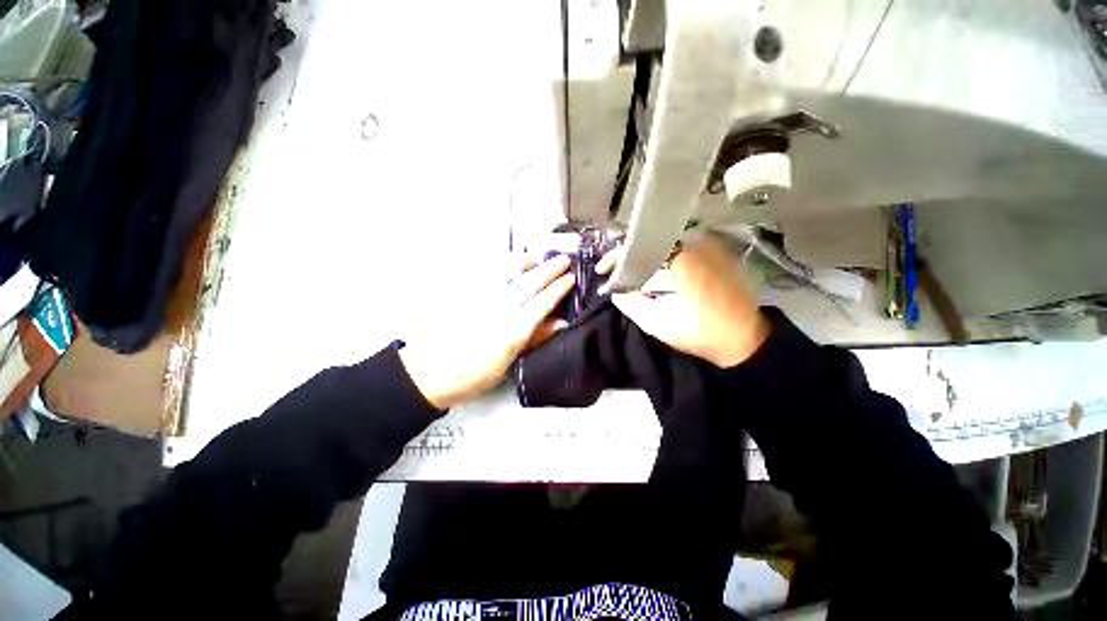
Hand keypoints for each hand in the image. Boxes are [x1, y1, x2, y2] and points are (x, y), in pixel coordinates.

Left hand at [399, 255, 575, 409]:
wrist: (431, 372)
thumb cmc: (474, 373)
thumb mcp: (509, 363)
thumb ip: (534, 338)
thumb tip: (561, 322)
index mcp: (513, 330)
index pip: (542, 302)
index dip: (559, 288)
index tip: (571, 278)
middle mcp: (499, 309)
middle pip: (529, 283)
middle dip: (549, 269)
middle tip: (563, 260)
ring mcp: (481, 298)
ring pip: (508, 272)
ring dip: (526, 262)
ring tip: (537, 258)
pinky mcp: (465, 293)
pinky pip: (487, 272)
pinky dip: (502, 264)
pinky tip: (509, 263)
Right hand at [597, 234, 769, 367]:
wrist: (745, 339)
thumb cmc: (699, 331)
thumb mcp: (657, 323)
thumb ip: (631, 303)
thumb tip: (616, 290)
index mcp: (680, 258)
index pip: (638, 246)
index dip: (615, 257)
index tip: (603, 270)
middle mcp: (695, 244)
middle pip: (651, 241)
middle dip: (630, 255)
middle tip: (617, 271)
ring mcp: (710, 246)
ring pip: (667, 242)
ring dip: (647, 255)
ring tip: (633, 270)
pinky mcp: (719, 253)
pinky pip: (684, 247)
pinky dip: (665, 256)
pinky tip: (659, 270)